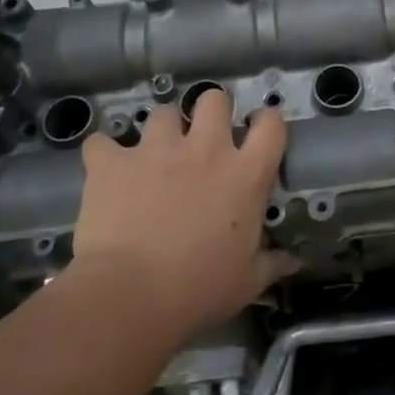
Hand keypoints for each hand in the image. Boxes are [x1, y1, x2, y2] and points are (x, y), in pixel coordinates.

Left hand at [67, 90, 297, 339]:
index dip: (267, 120)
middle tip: (203, 136)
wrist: (130, 295)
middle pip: (214, 99)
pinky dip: (103, 153)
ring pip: (162, 112)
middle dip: (210, 109)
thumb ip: (271, 264)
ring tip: (154, 153)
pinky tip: (104, 169)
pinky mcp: (113, 163)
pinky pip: (102, 143)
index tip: (258, 130)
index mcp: (245, 175)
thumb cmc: (199, 289)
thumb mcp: (247, 282)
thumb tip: (293, 262)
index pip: (271, 125)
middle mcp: (205, 150)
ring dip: (160, 129)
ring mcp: (156, 151)